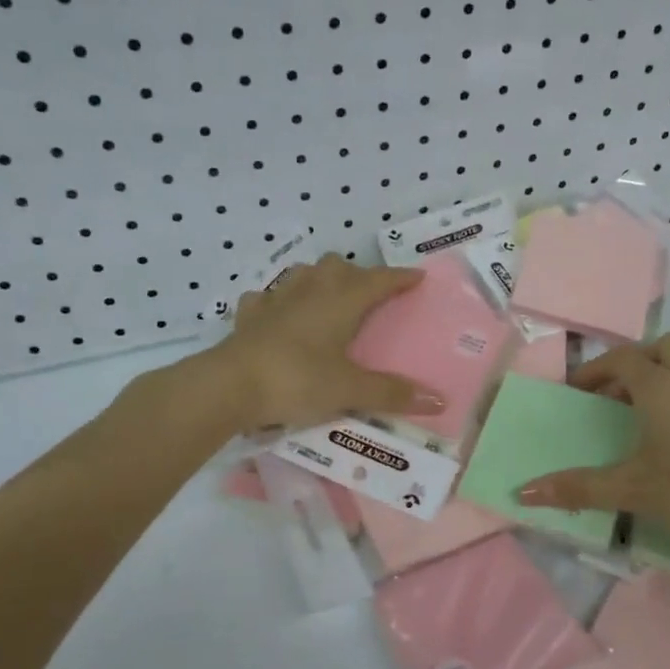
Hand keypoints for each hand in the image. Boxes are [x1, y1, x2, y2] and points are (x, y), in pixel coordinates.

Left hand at [213, 254, 445, 431]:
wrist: (229, 385)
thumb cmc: (297, 380)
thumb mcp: (349, 390)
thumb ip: (392, 394)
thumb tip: (440, 402)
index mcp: (341, 300)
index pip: (379, 280)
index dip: (400, 278)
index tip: (417, 277)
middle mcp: (310, 290)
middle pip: (338, 267)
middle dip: (357, 275)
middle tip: (369, 296)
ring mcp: (275, 299)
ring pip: (302, 274)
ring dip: (319, 280)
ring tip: (327, 299)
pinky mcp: (249, 315)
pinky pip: (267, 298)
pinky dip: (278, 302)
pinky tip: (278, 316)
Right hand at [516, 334, 669, 561]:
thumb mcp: (628, 489)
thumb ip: (576, 487)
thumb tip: (523, 492)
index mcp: (660, 387)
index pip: (621, 360)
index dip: (595, 370)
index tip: (576, 391)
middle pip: (664, 346)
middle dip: (639, 361)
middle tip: (621, 394)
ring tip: (662, 395)